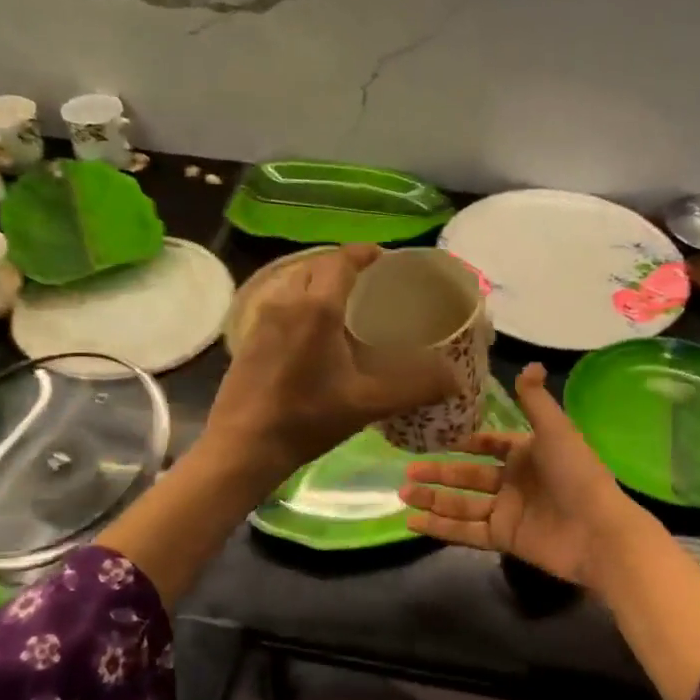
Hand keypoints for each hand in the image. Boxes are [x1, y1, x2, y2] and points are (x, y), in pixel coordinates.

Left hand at [203, 244, 455, 484]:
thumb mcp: (368, 404)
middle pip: (317, 267)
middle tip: (369, 287)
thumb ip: (415, 387)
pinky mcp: (248, 338)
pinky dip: (300, 304)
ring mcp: (262, 319)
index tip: (384, 259)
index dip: (365, 253)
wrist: (243, 446)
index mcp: (317, 308)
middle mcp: (286, 301)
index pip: (342, 261)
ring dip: (319, 285)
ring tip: (344, 308)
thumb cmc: (307, 419)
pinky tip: (313, 335)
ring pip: (294, 283)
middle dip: (343, 267)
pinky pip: (279, 303)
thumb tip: (455, 379)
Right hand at [400, 363, 643, 589]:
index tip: (436, 438)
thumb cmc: (577, 474)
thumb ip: (535, 401)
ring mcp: (507, 512)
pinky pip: (466, 532)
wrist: (598, 531)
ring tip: (403, 494)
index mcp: (526, 454)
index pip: (491, 446)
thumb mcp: (555, 430)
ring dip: (433, 500)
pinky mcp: (504, 539)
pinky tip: (413, 523)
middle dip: (438, 473)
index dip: (466, 443)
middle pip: (468, 476)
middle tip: (407, 472)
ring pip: (462, 504)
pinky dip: (440, 528)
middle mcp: (514, 482)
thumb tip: (530, 364)